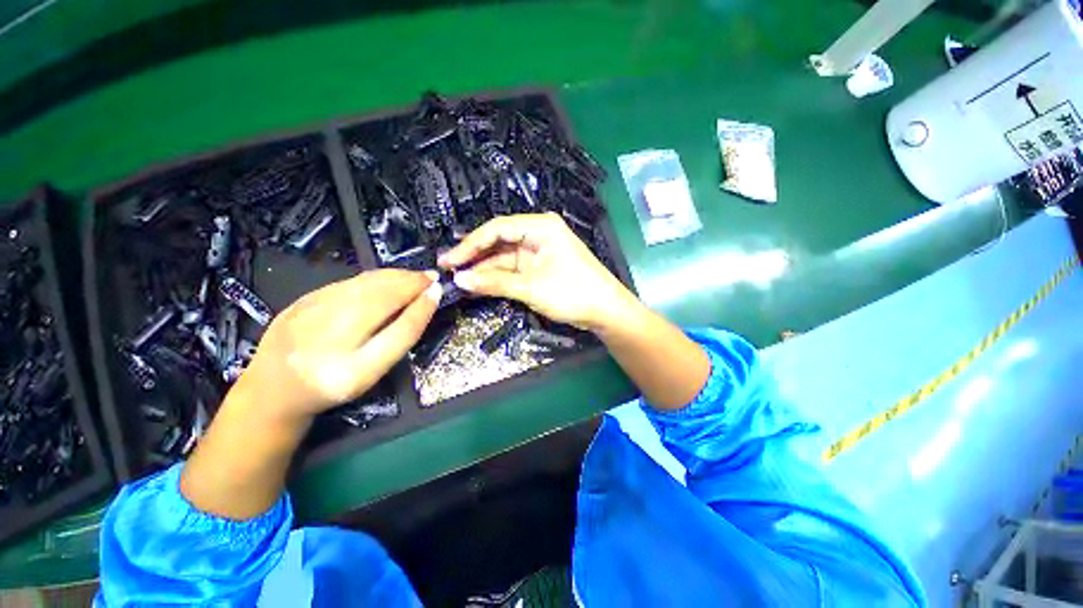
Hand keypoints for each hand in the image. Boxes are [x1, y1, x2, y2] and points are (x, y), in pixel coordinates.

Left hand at [237, 269, 441, 420]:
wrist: (273, 389)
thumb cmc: (333, 385)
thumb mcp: (372, 373)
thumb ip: (399, 338)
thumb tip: (425, 300)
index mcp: (352, 370)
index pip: (399, 332)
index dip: (422, 309)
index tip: (438, 290)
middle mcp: (329, 340)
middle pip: (380, 300)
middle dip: (410, 283)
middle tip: (431, 277)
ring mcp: (309, 316)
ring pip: (363, 286)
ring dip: (394, 276)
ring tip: (414, 275)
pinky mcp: (300, 301)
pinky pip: (348, 283)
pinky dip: (374, 277)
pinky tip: (386, 279)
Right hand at [438, 213, 632, 329]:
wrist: (605, 311)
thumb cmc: (573, 293)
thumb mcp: (531, 287)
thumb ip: (494, 282)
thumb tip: (460, 279)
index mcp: (540, 226)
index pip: (497, 229)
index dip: (470, 244)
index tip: (449, 261)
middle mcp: (538, 233)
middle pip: (498, 241)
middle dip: (474, 255)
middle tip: (447, 268)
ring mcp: (539, 251)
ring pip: (504, 256)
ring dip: (484, 268)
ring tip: (458, 278)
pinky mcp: (539, 266)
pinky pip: (513, 268)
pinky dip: (497, 276)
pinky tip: (479, 282)